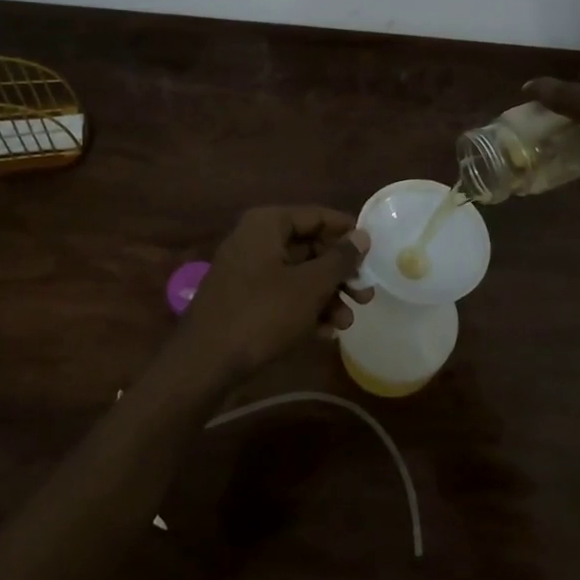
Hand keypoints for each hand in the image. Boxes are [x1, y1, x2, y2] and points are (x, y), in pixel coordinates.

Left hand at [173, 207, 369, 384]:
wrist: (205, 363)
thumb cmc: (262, 314)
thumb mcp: (309, 286)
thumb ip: (339, 259)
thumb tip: (362, 236)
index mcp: (267, 224)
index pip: (317, 216)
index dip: (347, 233)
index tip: (374, 253)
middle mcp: (255, 240)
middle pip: (309, 247)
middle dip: (339, 273)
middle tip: (365, 295)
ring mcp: (246, 270)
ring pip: (298, 274)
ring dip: (326, 296)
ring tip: (347, 322)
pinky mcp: (243, 299)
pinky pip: (282, 295)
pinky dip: (305, 309)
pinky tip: (325, 334)